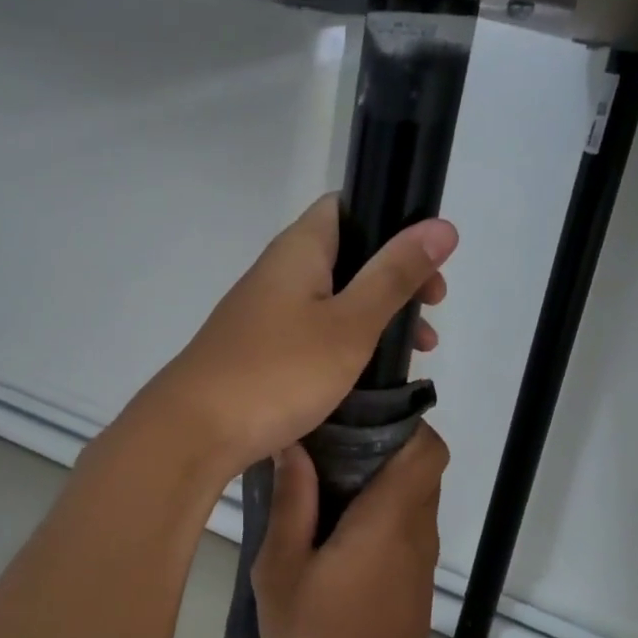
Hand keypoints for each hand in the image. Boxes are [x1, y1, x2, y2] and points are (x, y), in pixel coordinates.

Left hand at [149, 195, 456, 477]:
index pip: (348, 206)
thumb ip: (394, 276)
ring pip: (334, 298)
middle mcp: (279, 271)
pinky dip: (347, 343)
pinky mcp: (259, 349)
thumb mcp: (350, 324)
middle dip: (395, 279)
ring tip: (414, 352)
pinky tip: (368, 375)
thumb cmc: (279, 371)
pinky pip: (314, 331)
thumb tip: (442, 226)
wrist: (195, 431)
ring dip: (376, 316)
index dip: (393, 222)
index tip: (428, 262)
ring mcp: (265, 312)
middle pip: (348, 255)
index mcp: (299, 249)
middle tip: (431, 312)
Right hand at [251, 424, 448, 637]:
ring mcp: (419, 561)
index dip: (402, 421)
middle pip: (422, 467)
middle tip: (327, 442)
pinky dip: (380, 509)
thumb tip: (294, 448)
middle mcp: (416, 532)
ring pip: (414, 496)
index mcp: (390, 519)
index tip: (356, 415)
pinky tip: (332, 525)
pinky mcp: (413, 583)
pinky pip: (405, 525)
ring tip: (322, 477)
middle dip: (383, 444)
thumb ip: (291, 505)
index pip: (427, 448)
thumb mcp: (282, 572)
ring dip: (380, 478)